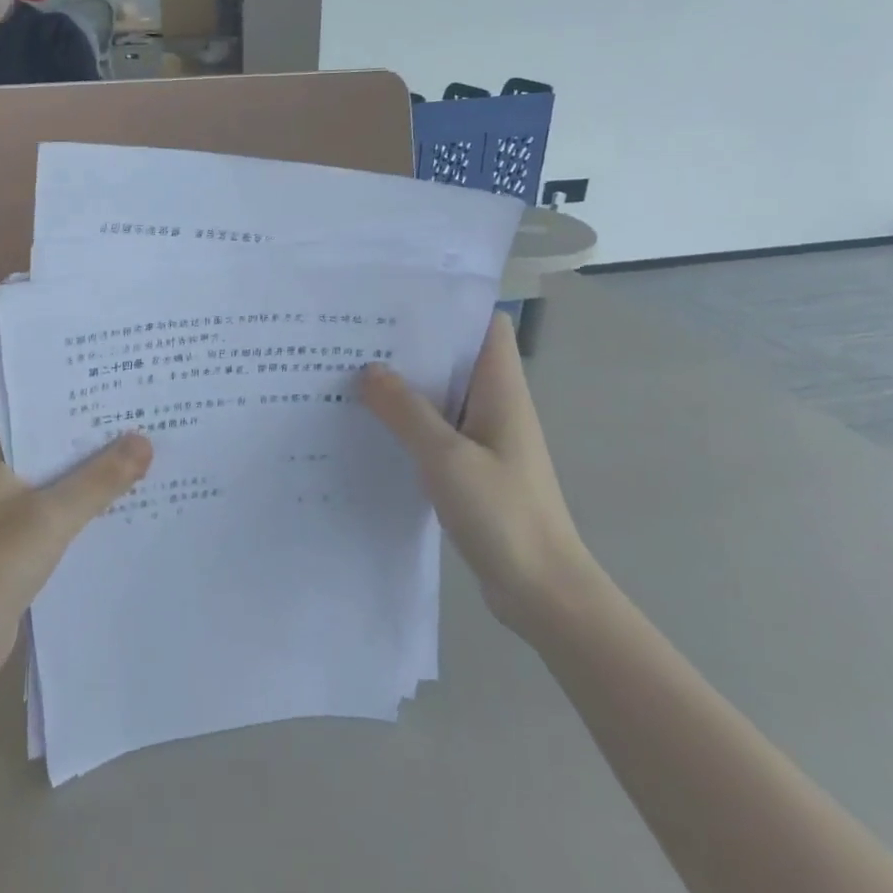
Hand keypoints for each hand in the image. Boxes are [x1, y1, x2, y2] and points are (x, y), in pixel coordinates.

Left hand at [0, 430, 152, 688]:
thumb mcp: (54, 514)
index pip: (42, 420)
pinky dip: (84, 515)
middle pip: (54, 454)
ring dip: (93, 483)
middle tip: (150, 429)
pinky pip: (57, 520)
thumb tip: (145, 441)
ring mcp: (2, 517)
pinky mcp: (14, 549)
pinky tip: (123, 512)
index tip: (128, 400)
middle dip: (97, 448)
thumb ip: (100, 478)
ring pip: (58, 489)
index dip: (84, 411)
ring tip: (148, 464)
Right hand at [360, 312, 597, 636]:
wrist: (541, 589)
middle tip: (355, 338)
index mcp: (501, 390)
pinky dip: (408, 426)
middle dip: (411, 346)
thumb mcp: (446, 457)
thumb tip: (368, 370)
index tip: (398, 303)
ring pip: (441, 397)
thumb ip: (406, 411)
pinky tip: (371, 430)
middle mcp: (495, 406)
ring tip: (351, 376)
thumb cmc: (502, 514)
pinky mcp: (472, 469)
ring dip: (405, 388)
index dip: (449, 308)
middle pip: (455, 358)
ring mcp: (485, 439)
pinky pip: (436, 433)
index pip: (484, 325)